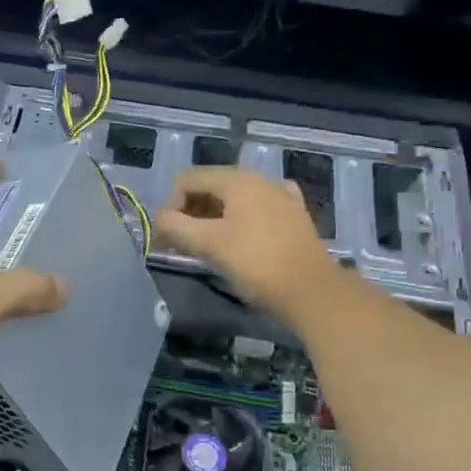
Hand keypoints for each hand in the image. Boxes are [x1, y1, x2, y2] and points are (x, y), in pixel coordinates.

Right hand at [154, 167, 341, 321]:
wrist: (311, 291)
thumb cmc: (256, 264)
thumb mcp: (208, 244)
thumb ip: (175, 227)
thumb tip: (159, 219)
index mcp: (237, 180)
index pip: (187, 180)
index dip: (171, 206)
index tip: (169, 238)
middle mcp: (259, 180)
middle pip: (210, 187)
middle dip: (190, 213)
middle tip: (183, 245)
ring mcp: (280, 196)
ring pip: (233, 200)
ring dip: (212, 220)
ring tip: (208, 248)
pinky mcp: (293, 217)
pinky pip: (255, 211)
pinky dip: (239, 222)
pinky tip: (241, 239)